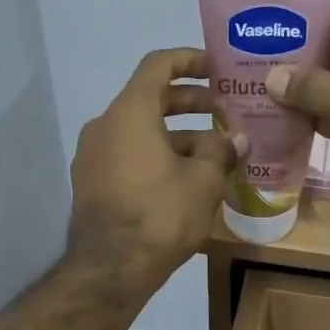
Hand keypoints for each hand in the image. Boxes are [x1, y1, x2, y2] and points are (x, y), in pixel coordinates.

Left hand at [68, 49, 244, 291]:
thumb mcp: (203, 181)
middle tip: (225, 112)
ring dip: (179, 135)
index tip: (217, 68)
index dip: (190, 60)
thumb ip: (222, 151)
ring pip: (141, 131)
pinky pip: (129, 154)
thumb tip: (236, 138)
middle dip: (191, 103)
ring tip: (216, 154)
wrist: (110, 269)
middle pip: (150, 99)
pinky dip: (157, 155)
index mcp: (130, 112)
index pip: (158, 65)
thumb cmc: (160, 214)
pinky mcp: (92, 182)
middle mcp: (105, 125)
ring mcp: (93, 155)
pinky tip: (187, 179)